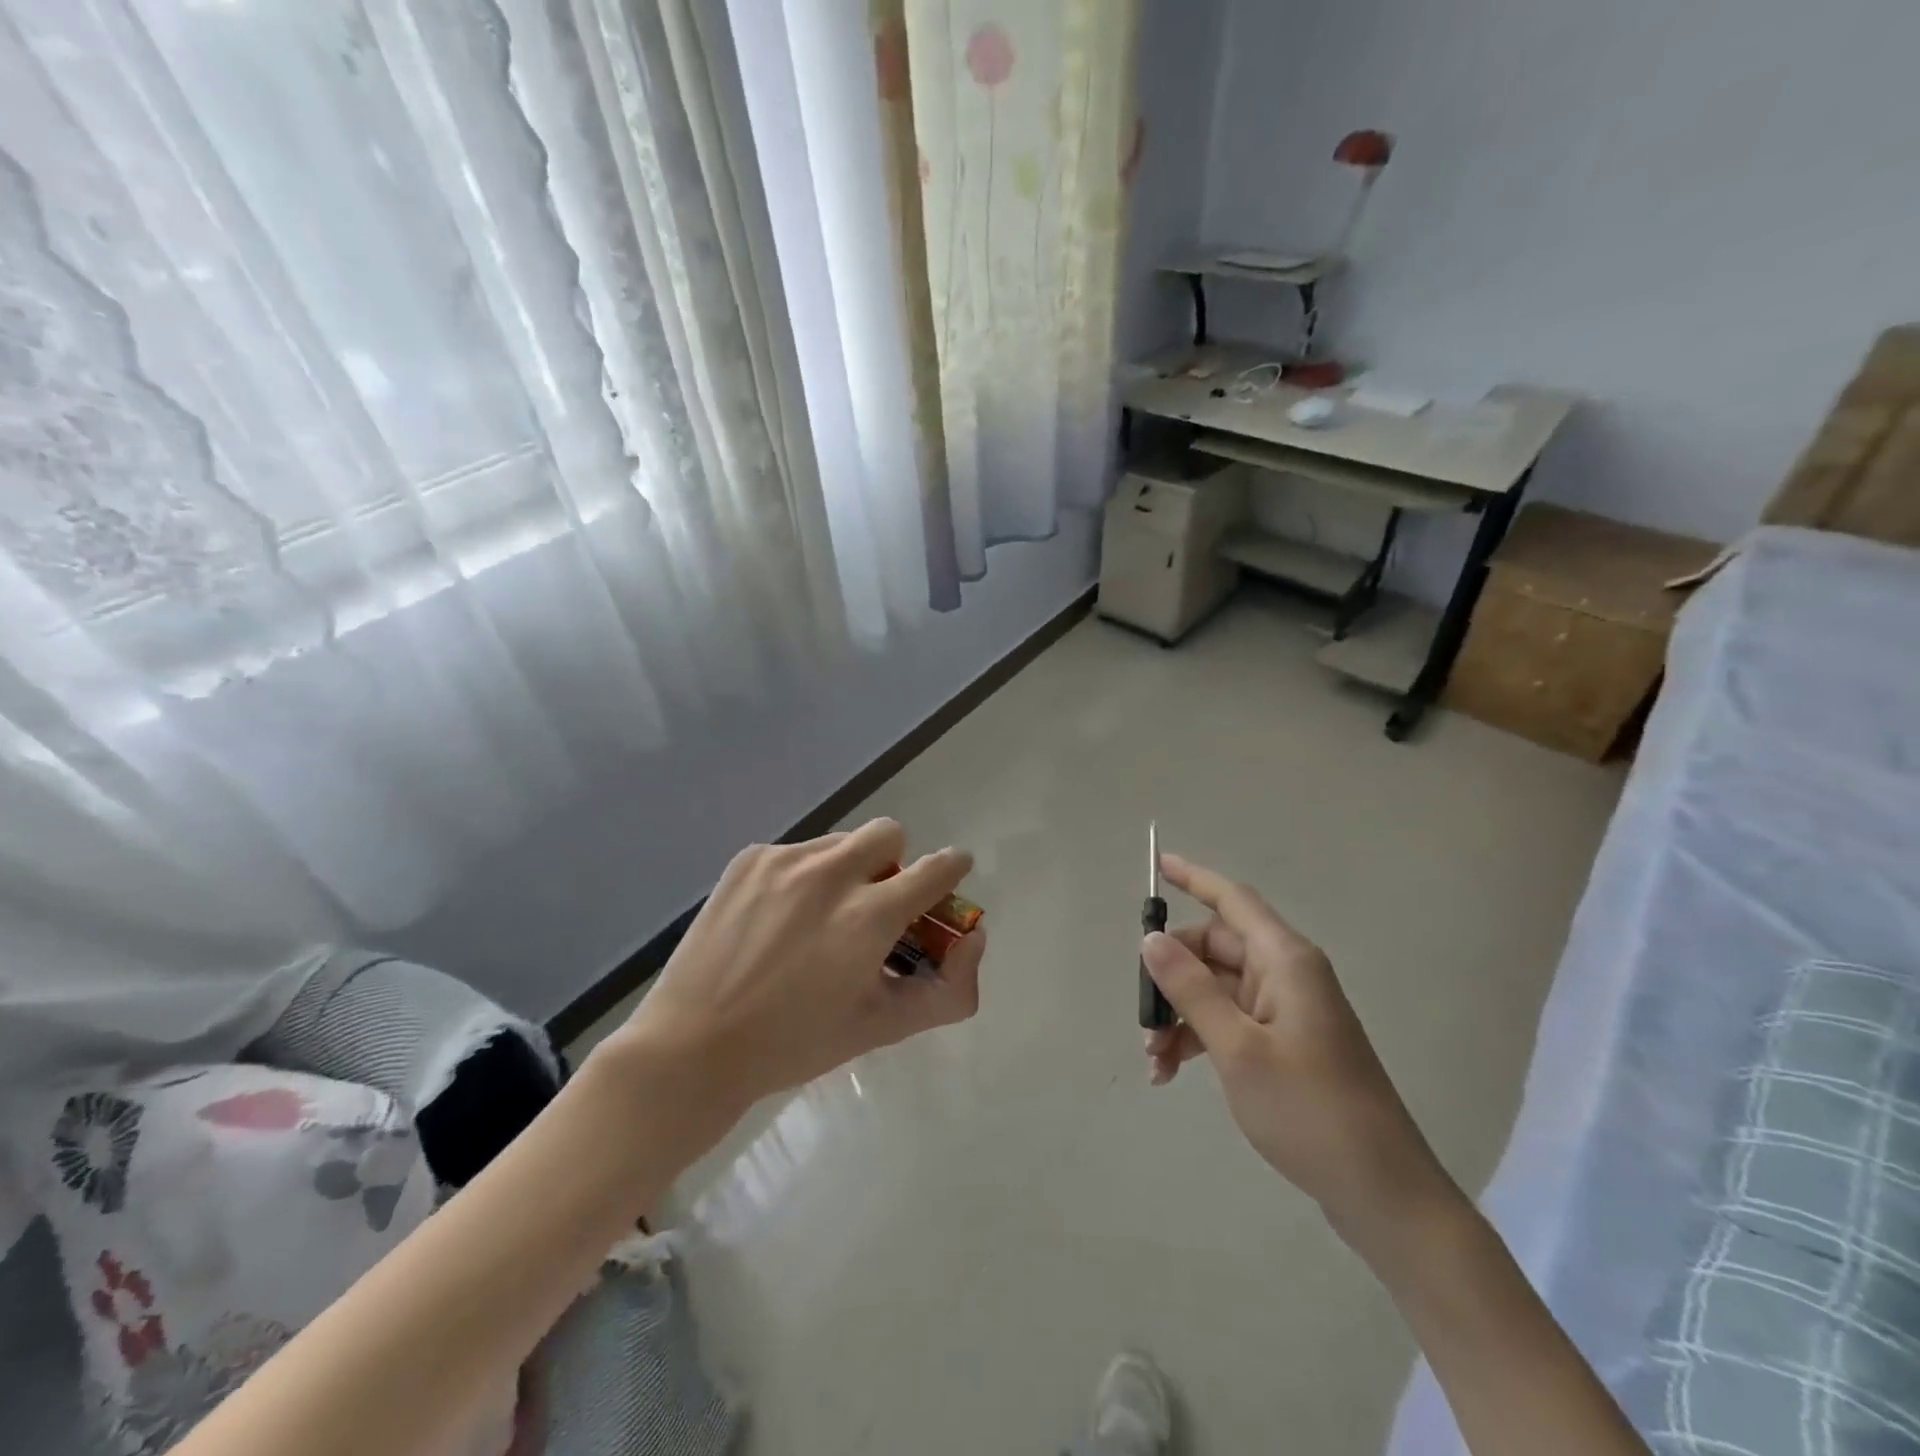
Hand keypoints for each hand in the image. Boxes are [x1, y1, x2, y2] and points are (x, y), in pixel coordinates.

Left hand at [609, 819, 983, 1113]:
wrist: (692, 1046)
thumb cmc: (796, 1043)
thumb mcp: (883, 1027)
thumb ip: (948, 988)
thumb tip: (973, 938)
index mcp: (869, 915)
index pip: (937, 868)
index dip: (952, 869)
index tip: (949, 879)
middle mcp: (831, 872)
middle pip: (890, 832)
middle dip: (896, 863)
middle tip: (876, 906)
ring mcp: (785, 860)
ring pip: (841, 842)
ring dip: (848, 870)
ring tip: (819, 921)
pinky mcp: (749, 860)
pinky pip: (798, 853)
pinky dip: (804, 878)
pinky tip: (778, 922)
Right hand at [1142, 853, 1450, 1239]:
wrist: (1381, 1192)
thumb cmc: (1308, 1109)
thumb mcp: (1237, 1048)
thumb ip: (1191, 988)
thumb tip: (1152, 940)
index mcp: (1285, 961)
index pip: (1232, 901)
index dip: (1194, 878)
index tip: (1157, 864)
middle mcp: (1287, 975)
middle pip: (1215, 949)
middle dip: (1170, 974)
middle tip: (1141, 1014)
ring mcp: (1288, 1010)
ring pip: (1216, 988)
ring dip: (1180, 1014)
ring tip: (1153, 1059)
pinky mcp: (1286, 1043)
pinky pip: (1230, 1020)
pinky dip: (1198, 1037)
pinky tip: (1171, 1071)